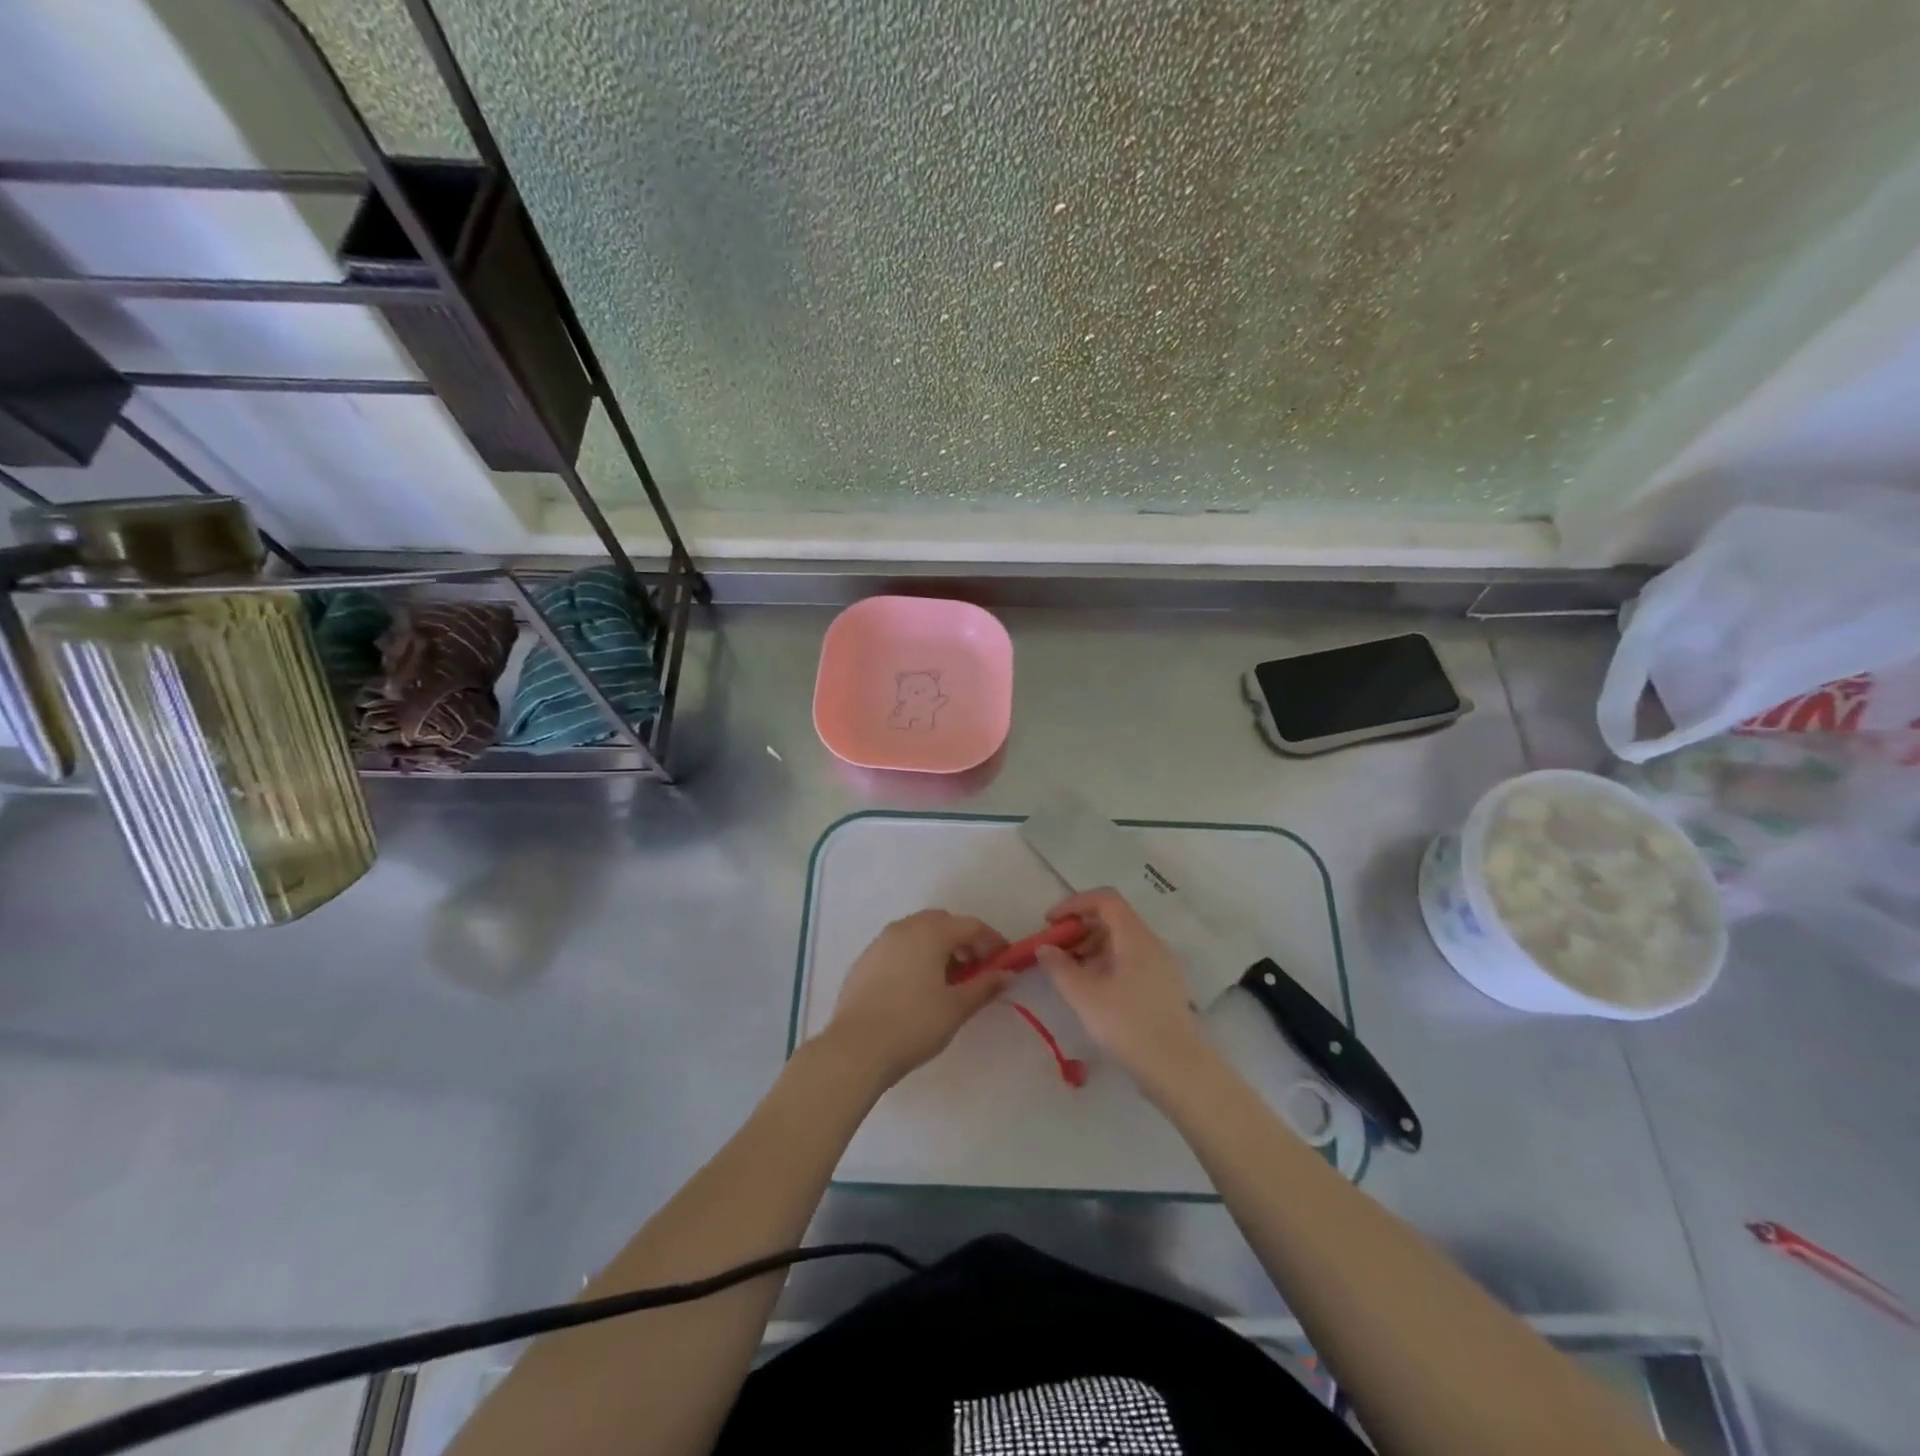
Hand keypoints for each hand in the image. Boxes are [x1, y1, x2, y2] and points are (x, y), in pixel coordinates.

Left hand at [823, 910, 1010, 1089]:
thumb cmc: (914, 1024)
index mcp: (930, 933)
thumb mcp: (956, 1008)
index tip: (1004, 961)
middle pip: (942, 922)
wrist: (856, 1048)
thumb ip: (984, 986)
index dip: (992, 940)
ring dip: (937, 946)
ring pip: (917, 932)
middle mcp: (904, 928)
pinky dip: (914, 956)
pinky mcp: (864, 960)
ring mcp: (880, 942)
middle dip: (962, 940)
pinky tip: (916, 987)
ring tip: (946, 980)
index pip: (970, 925)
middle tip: (975, 969)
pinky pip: (897, 947)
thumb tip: (1006, 974)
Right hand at [1034, 889, 1208, 1090]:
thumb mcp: (1084, 995)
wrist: (1178, 1068)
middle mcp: (1151, 943)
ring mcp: (1161, 965)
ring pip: (1121, 941)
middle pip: (1113, 919)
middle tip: (1054, 949)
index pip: (1105, 899)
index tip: (1050, 922)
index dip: (1074, 904)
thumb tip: (1044, 948)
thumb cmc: (1128, 1024)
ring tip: (1068, 972)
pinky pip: (1130, 960)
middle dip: (1079, 928)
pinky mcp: (1162, 986)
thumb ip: (1059, 967)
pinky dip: (1106, 963)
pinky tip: (1091, 988)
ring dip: (1091, 947)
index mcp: (1135, 936)